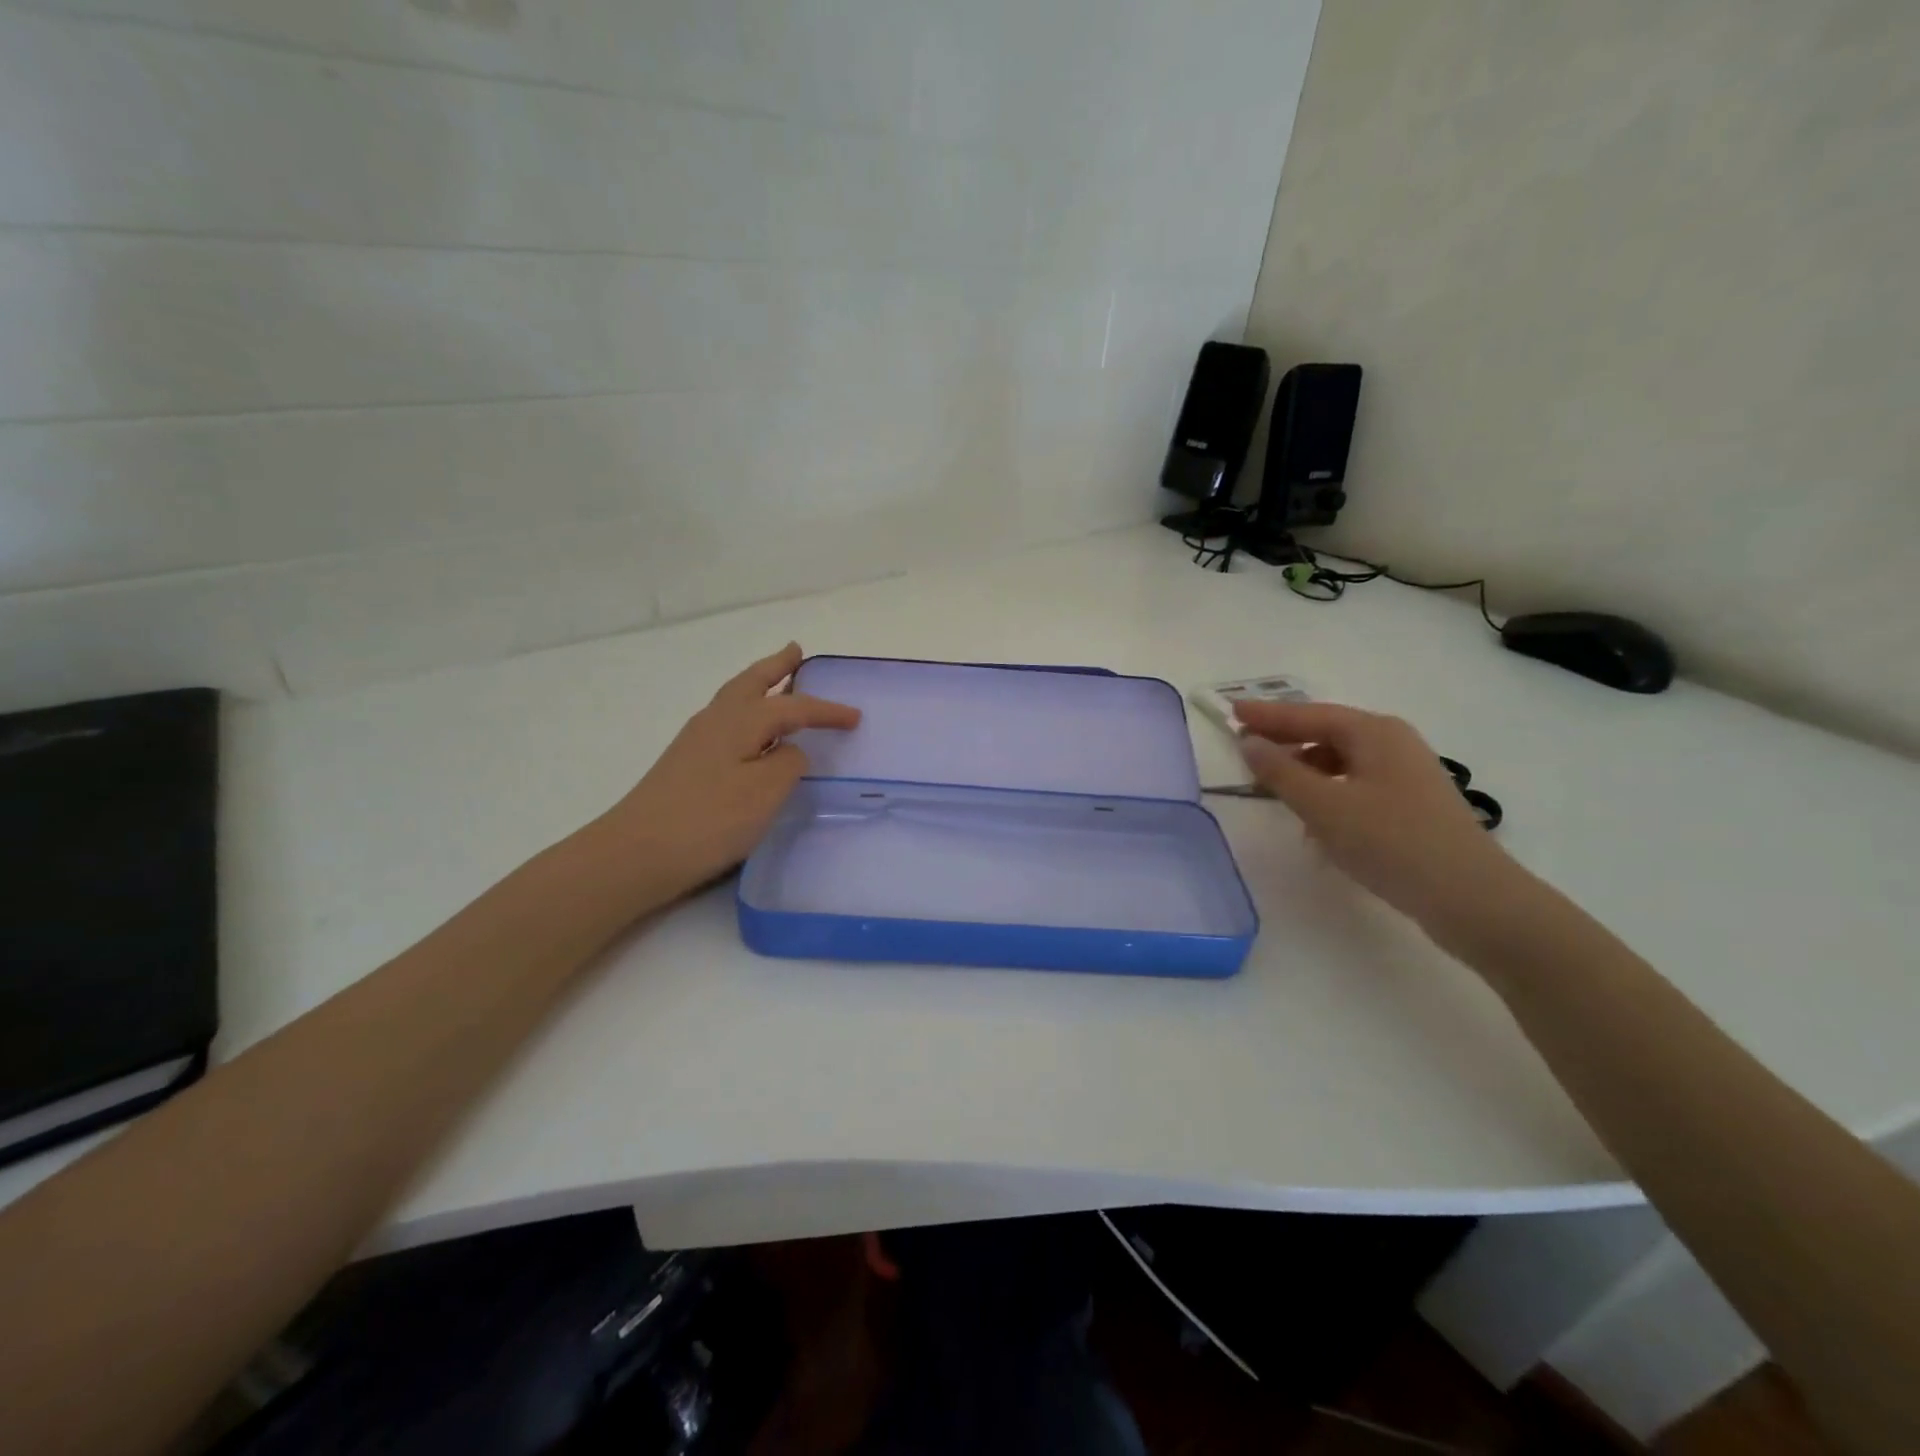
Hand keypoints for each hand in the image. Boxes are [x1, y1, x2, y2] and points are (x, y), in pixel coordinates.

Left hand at [596, 643, 859, 904]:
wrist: (637, 852)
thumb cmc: (710, 819)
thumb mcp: (765, 792)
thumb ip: (788, 763)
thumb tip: (790, 751)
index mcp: (740, 721)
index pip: (793, 707)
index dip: (825, 710)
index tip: (855, 716)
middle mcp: (716, 720)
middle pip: (752, 683)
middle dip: (777, 667)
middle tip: (797, 651)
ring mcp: (696, 741)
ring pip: (735, 699)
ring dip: (760, 685)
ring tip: (778, 680)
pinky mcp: (686, 763)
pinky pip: (727, 721)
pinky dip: (746, 711)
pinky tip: (750, 732)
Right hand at [1235, 701, 1521, 928]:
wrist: (1471, 898)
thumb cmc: (1391, 841)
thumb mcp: (1324, 806)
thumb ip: (1280, 772)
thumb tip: (1249, 743)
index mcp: (1374, 733)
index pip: (1309, 714)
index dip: (1267, 715)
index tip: (1231, 712)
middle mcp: (1393, 744)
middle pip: (1327, 733)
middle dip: (1285, 742)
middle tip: (1246, 749)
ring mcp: (1407, 775)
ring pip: (1342, 762)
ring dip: (1305, 772)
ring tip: (1273, 791)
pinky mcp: (1412, 806)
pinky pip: (1357, 787)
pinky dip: (1328, 795)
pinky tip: (1314, 823)